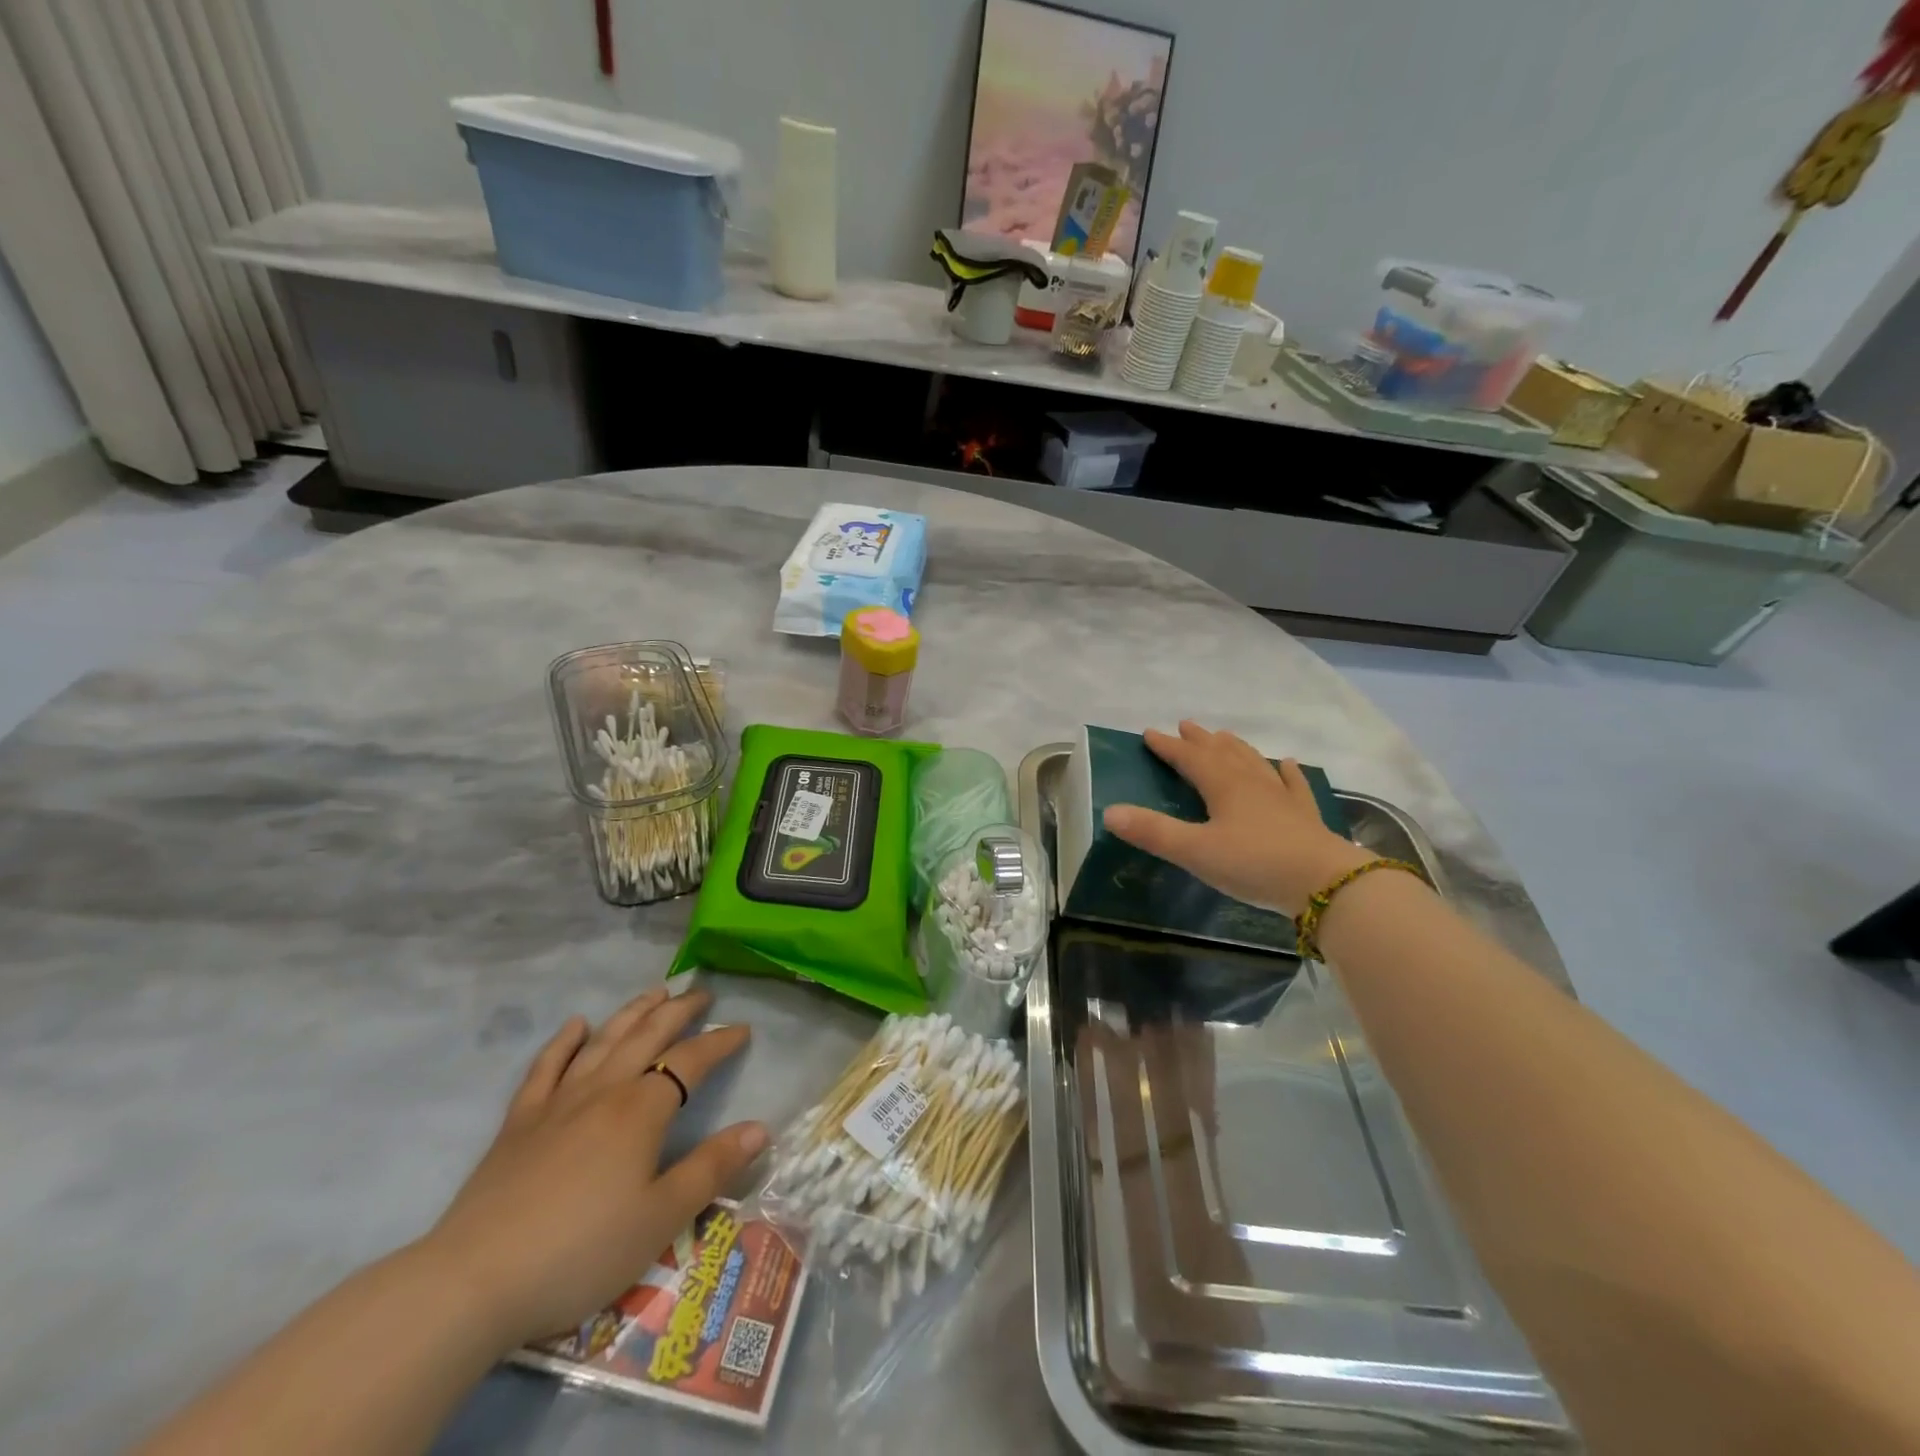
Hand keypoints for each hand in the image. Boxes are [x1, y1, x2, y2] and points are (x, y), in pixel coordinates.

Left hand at [424, 987, 767, 1348]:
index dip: (720, 1043)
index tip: (743, 1029)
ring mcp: (557, 1102)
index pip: (691, 1061)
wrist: (472, 1283)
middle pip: (648, 1036)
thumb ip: (711, 1169)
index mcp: (642, 1110)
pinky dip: (564, 1042)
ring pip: (603, 1041)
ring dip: (632, 1012)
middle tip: (701, 994)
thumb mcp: (660, 1219)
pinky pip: (546, 1067)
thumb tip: (760, 1128)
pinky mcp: (519, 1123)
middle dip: (679, 1011)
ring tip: (655, 993)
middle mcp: (604, 1090)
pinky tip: (576, 1025)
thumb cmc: (580, 1252)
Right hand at [1102, 721, 1372, 917]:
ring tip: (1224, 736)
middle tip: (1185, 725)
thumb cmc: (1254, 864)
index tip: (1150, 734)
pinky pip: (1293, 785)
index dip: (1168, 747)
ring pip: (1253, 762)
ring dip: (1235, 747)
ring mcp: (1281, 797)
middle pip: (1222, 752)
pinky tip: (1287, 763)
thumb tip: (1109, 812)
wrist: (1325, 883)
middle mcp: (1251, 782)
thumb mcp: (1195, 851)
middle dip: (1200, 740)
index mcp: (1223, 786)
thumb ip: (1153, 832)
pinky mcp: (1305, 815)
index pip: (1190, 758)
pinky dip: (1286, 771)